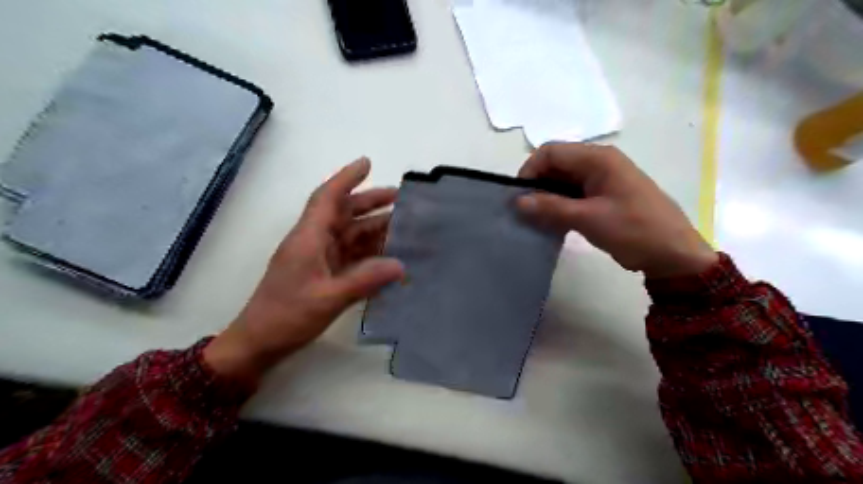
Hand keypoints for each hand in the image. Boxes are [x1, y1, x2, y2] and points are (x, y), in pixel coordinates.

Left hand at [204, 158, 404, 380]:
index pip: (327, 198)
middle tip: (400, 198)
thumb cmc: (287, 316)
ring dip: (374, 227)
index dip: (346, 178)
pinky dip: (370, 251)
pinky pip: (351, 255)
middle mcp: (314, 241)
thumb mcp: (328, 299)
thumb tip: (400, 265)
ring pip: (350, 234)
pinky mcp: (324, 273)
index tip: (367, 163)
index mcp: (308, 238)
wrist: (259, 342)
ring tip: (403, 225)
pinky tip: (389, 254)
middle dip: (370, 202)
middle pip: (343, 213)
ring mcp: (319, 258)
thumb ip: (365, 280)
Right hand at [515, 145, 717, 277]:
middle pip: (556, 164)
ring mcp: (602, 179)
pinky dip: (560, 204)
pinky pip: (574, 193)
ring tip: (536, 218)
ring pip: (563, 180)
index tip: (519, 197)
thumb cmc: (634, 230)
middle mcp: (599, 162)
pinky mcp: (604, 195)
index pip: (551, 152)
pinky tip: (552, 221)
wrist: (673, 254)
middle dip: (537, 184)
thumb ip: (550, 208)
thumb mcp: (588, 219)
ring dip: (547, 196)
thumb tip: (517, 202)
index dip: (530, 170)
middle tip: (525, 211)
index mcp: (598, 158)